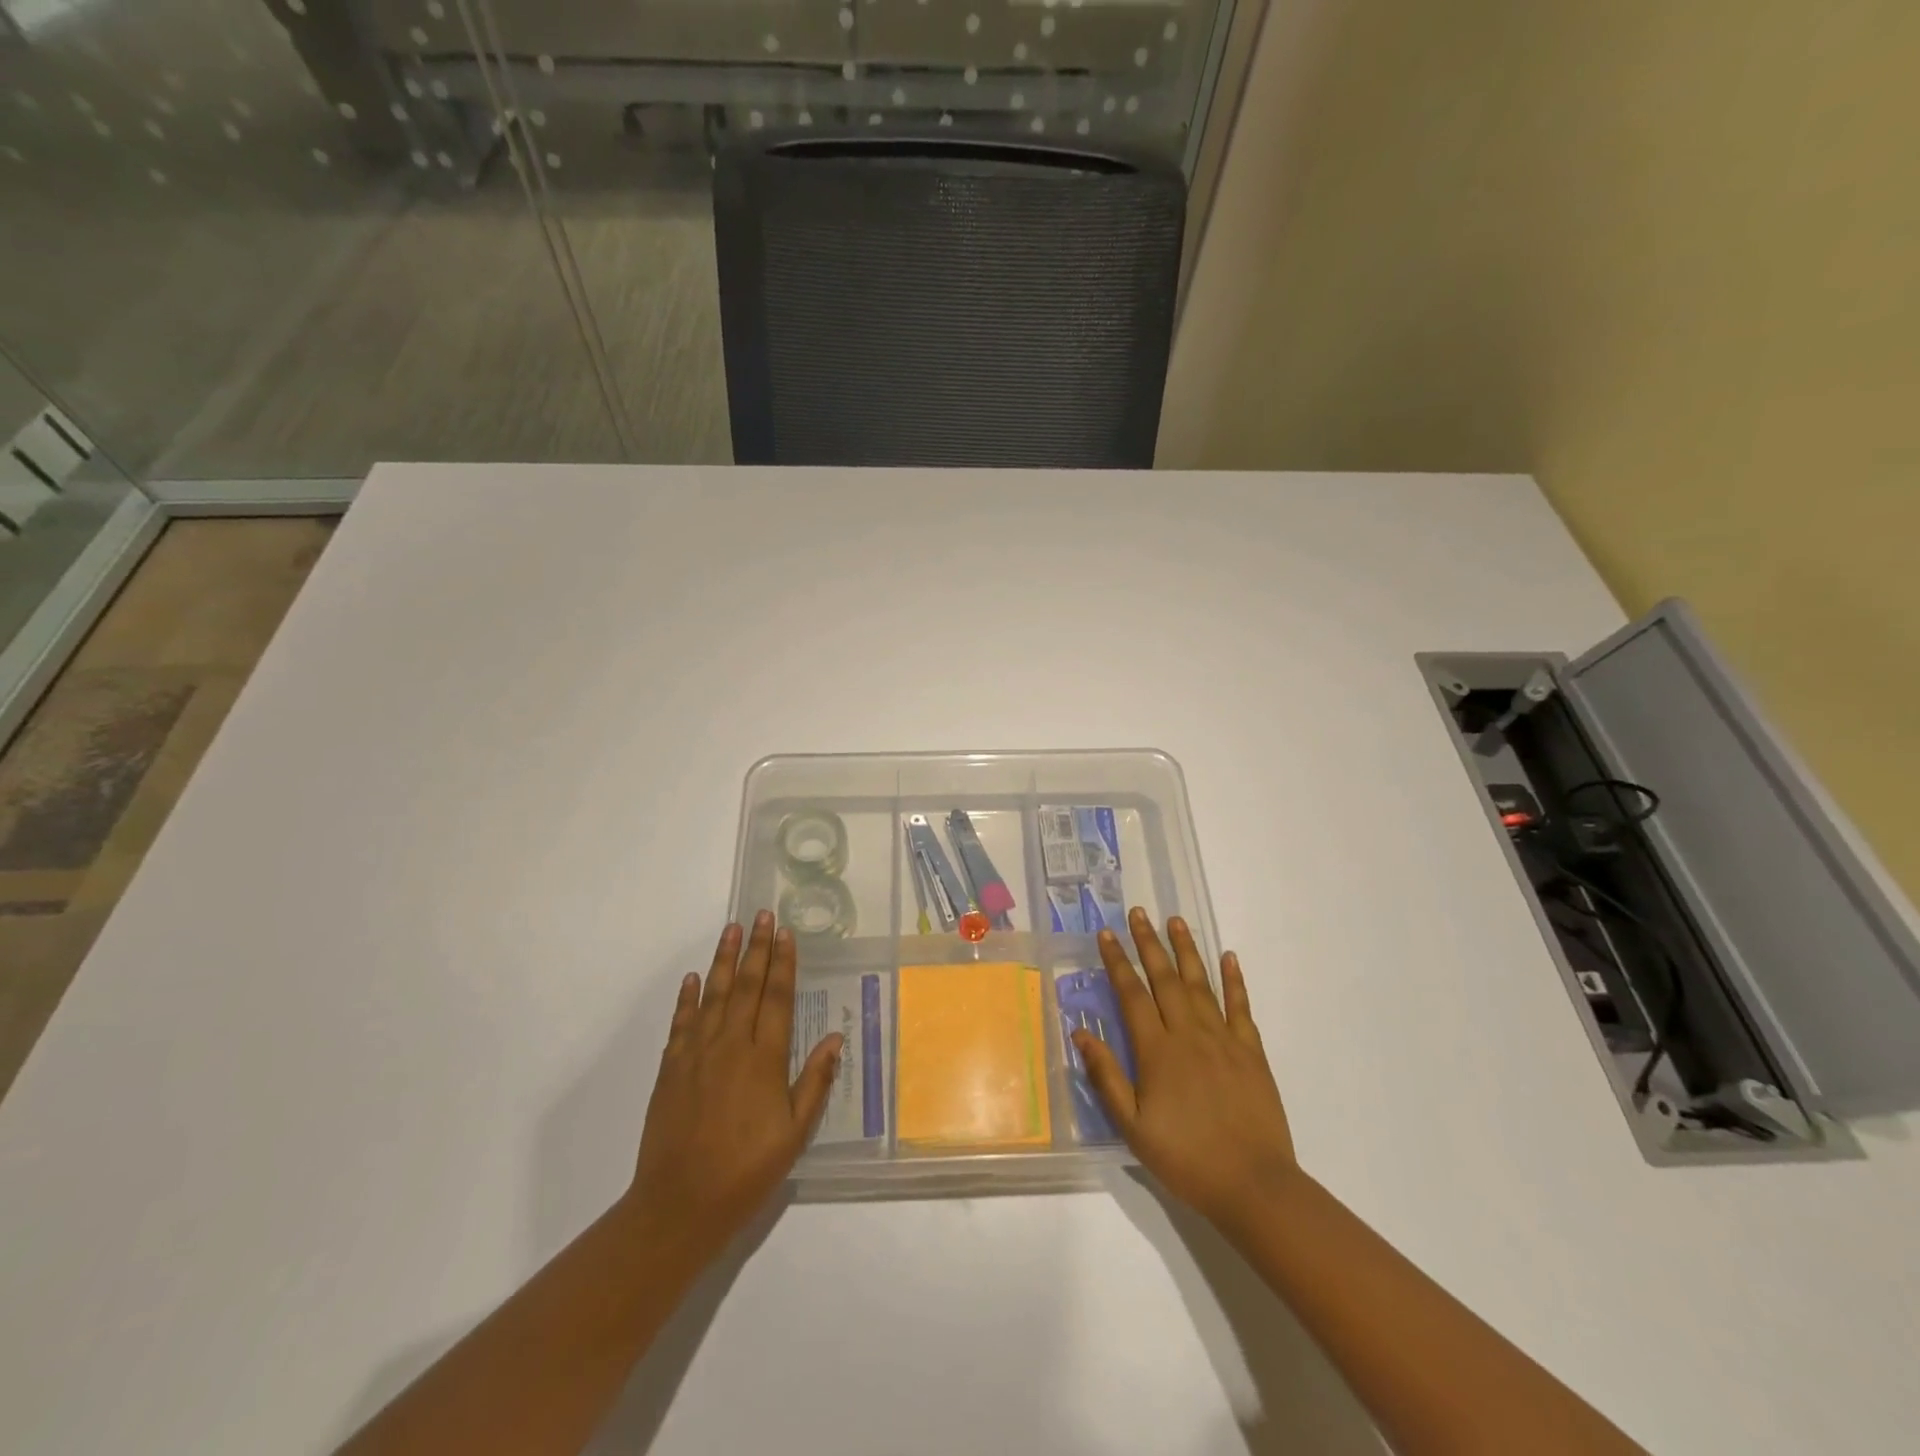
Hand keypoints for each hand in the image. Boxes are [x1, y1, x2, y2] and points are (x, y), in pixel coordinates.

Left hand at [623, 912, 842, 1263]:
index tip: (786, 933)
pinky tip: (693, 978)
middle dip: (756, 948)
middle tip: (761, 915)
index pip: (777, 998)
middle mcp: (730, 1046)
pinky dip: (687, 998)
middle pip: (746, 986)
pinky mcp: (671, 1069)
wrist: (679, 1205)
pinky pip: (681, 1023)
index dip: (783, 963)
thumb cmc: (746, 1171)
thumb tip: (835, 1039)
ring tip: (731, 930)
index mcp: (764, 1060)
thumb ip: (814, 1082)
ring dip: (723, 960)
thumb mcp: (794, 1134)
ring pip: (713, 995)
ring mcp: (697, 1055)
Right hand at [1073, 908, 1298, 1228]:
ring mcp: (1223, 1039)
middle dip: (1149, 943)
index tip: (1106, 935)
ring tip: (1176, 921)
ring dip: (1186, 950)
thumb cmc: (1185, 1158)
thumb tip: (1081, 1033)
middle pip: (1165, 979)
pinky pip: (1241, 1007)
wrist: (1253, 1185)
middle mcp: (1188, 1034)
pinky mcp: (1251, 1052)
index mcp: (1157, 1051)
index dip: (1118, 962)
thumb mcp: (1133, 1127)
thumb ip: (1106, 1077)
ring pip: (1201, 984)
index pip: (1132, 994)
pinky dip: (1234, 980)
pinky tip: (1229, 957)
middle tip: (1138, 913)